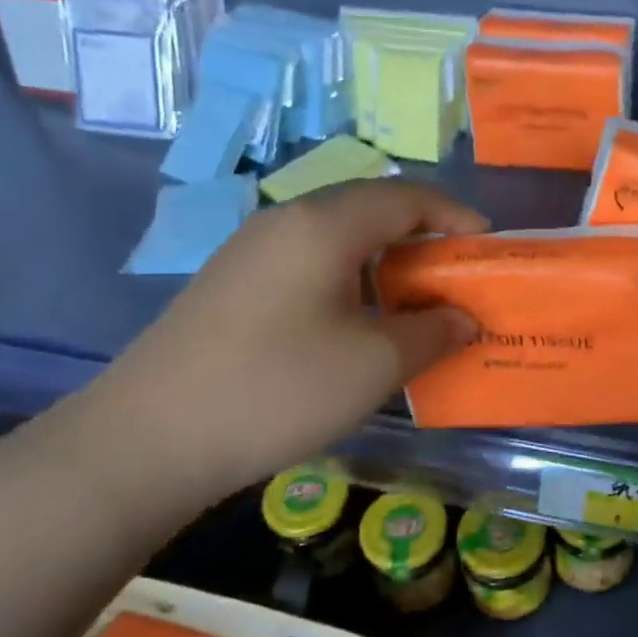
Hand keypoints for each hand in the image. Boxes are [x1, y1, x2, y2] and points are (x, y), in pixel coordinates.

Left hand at [74, 180, 487, 520]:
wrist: (149, 439)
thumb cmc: (279, 389)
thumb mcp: (375, 364)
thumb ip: (433, 332)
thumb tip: (463, 317)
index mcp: (324, 225)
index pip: (407, 197)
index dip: (455, 215)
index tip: (488, 245)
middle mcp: (284, 222)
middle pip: (369, 210)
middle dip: (421, 236)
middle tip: (455, 275)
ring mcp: (249, 253)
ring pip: (336, 237)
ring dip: (383, 260)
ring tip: (412, 300)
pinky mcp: (230, 286)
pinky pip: (307, 263)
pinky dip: (348, 279)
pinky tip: (353, 322)